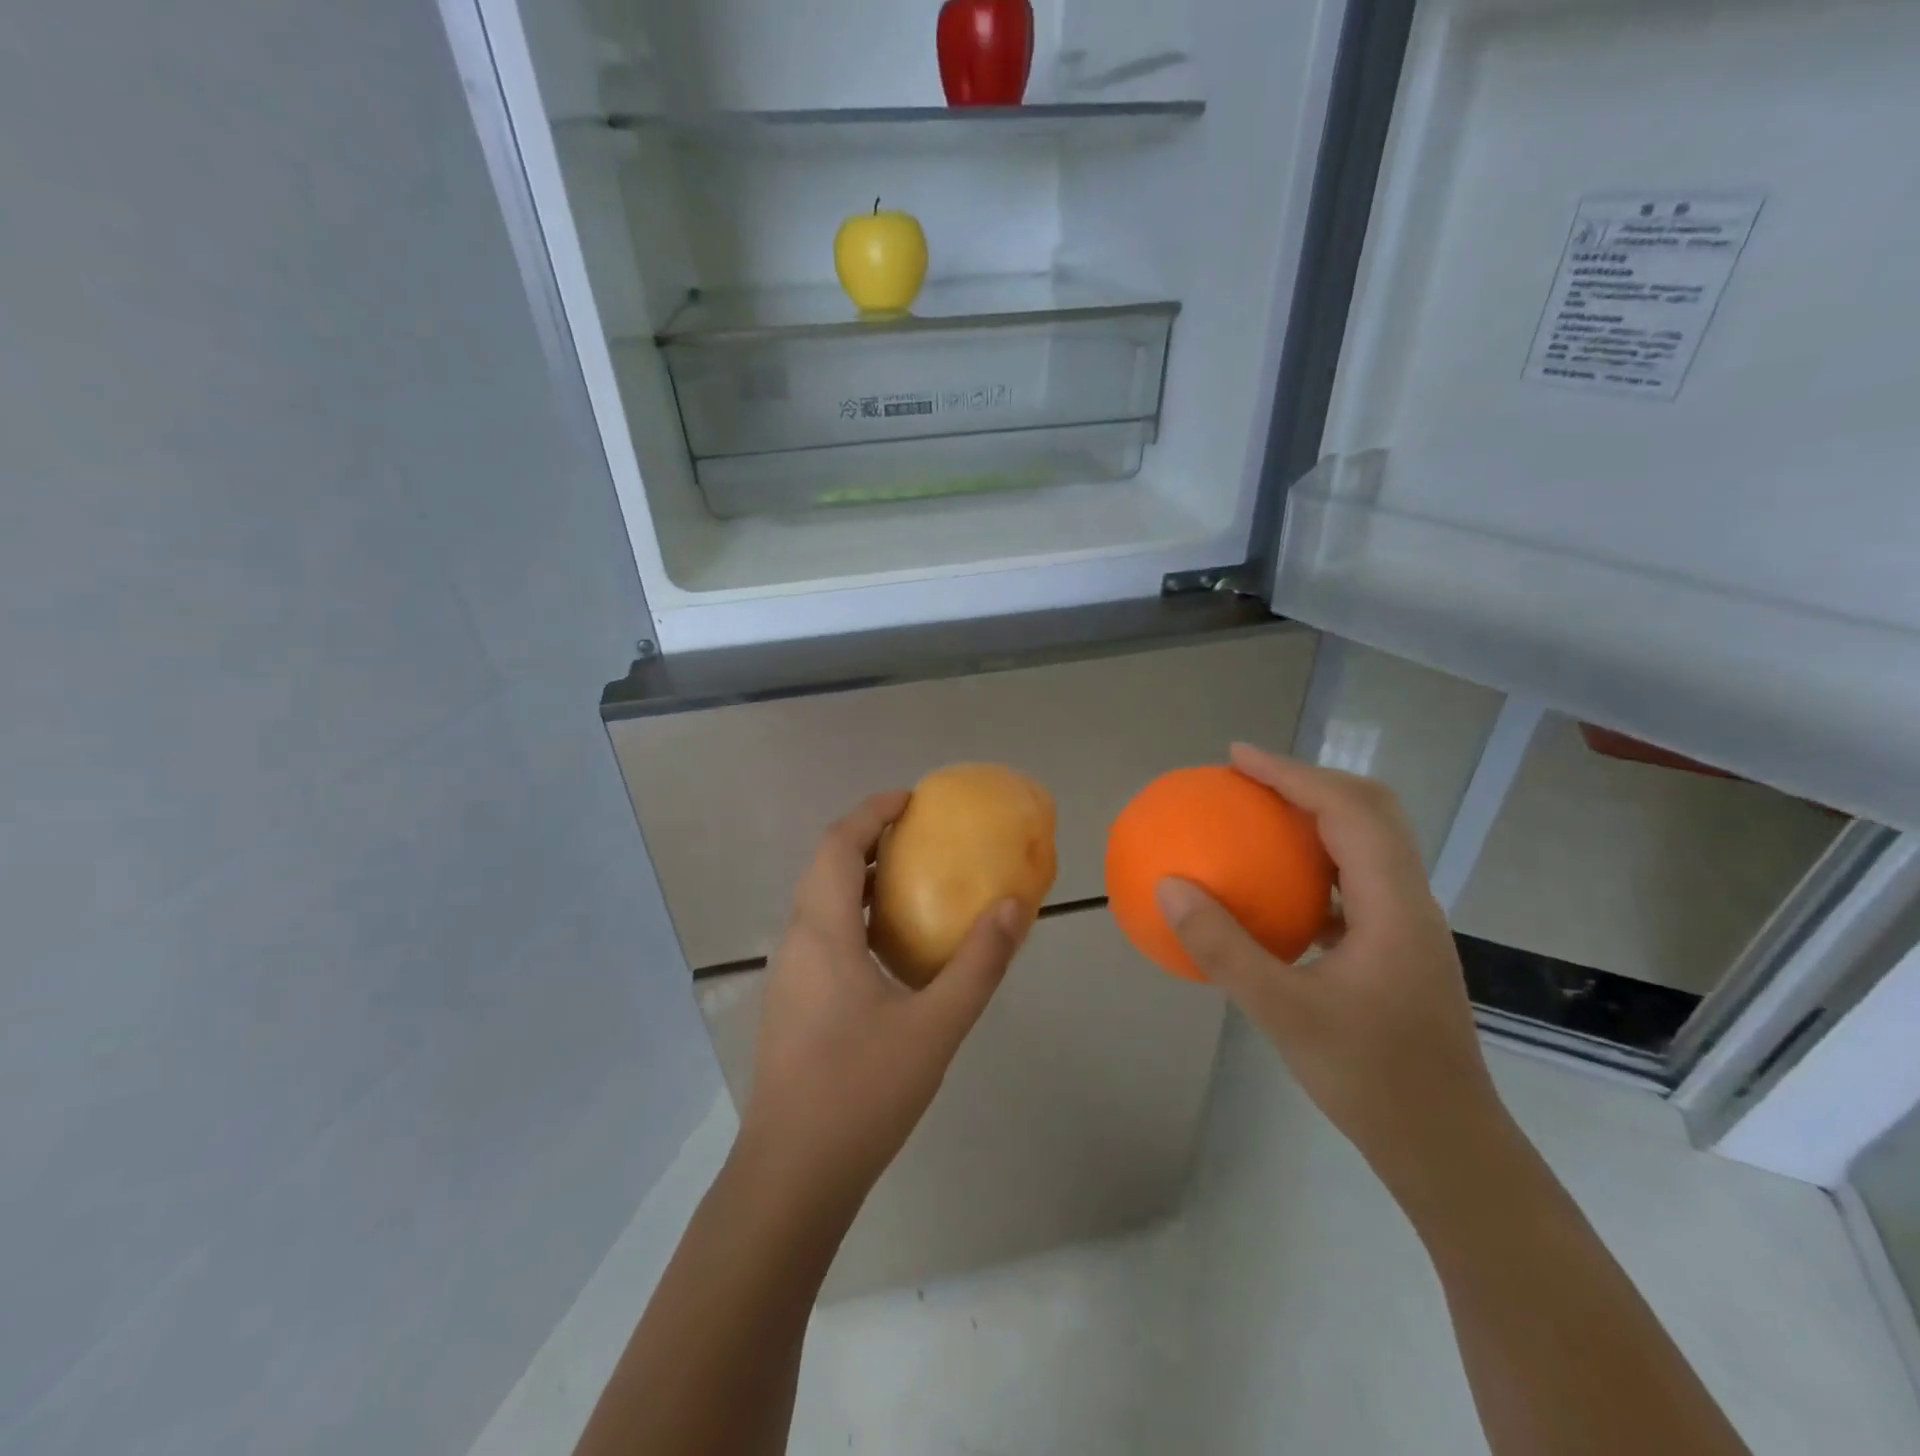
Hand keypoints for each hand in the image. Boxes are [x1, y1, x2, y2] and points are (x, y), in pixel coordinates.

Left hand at [736, 791, 1027, 1217]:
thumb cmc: (862, 1092)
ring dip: (857, 877)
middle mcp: (796, 941)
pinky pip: (820, 933)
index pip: (837, 844)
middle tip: (917, 834)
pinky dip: (852, 914)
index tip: (911, 800)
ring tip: (909, 880)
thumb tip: (1014, 906)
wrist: (792, 1175)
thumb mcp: (935, 1026)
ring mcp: (788, 974)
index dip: (871, 812)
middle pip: (824, 866)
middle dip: (866, 838)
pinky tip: (888, 947)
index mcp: (822, 932)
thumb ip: (978, 963)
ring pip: (818, 901)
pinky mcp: (790, 1002)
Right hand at [1155, 744, 1509, 1201]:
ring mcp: (1407, 925)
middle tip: (1246, 778)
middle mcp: (1409, 901)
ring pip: (1366, 844)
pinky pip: (1352, 881)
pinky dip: (1312, 863)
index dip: (1292, 773)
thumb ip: (1223, 947)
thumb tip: (1170, 887)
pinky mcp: (1397, 948)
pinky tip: (1274, 889)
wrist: (1447, 1149)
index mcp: (1394, 905)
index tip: (1237, 758)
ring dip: (1314, 816)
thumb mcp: (1282, 1012)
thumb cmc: (1371, 1079)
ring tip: (1256, 816)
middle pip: (1370, 811)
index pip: (1348, 810)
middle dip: (1307, 781)